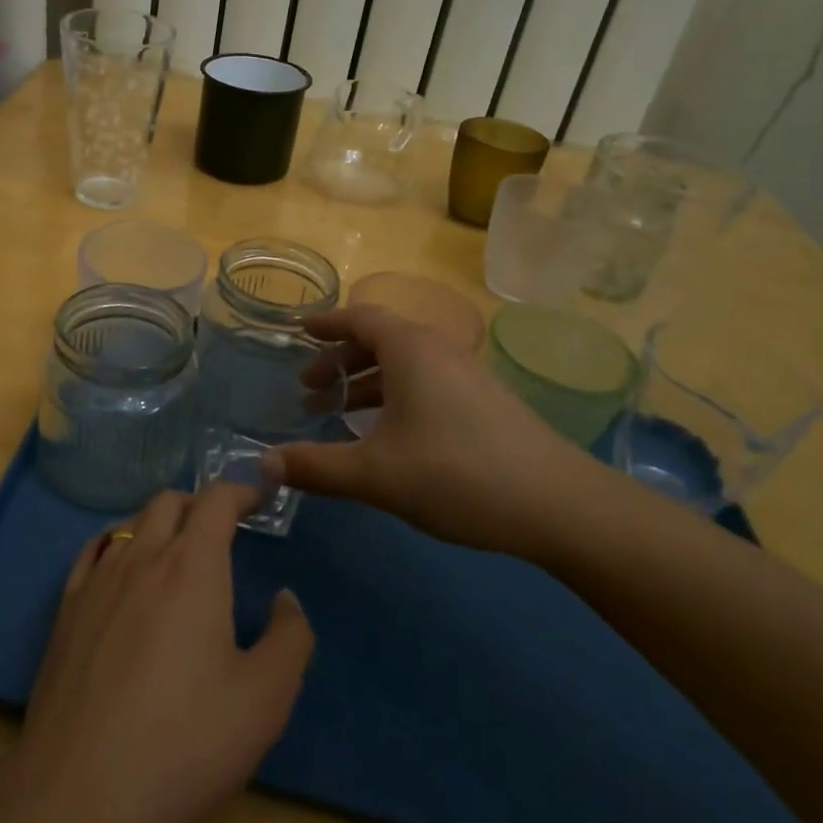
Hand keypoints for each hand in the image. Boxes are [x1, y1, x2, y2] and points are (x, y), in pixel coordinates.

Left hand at [6, 483, 314, 822]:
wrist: (79, 795)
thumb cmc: (184, 744)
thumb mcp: (264, 700)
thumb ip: (289, 639)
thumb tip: (285, 599)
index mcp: (192, 566)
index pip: (216, 499)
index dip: (241, 490)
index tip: (259, 497)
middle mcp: (141, 556)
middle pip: (170, 501)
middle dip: (201, 504)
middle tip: (223, 530)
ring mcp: (97, 580)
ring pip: (130, 522)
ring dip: (160, 522)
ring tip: (177, 552)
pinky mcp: (66, 609)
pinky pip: (93, 551)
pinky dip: (118, 542)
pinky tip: (123, 568)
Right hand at [267, 304, 613, 559]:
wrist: (559, 504)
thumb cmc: (457, 474)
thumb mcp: (376, 474)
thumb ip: (316, 466)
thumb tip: (263, 463)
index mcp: (411, 349)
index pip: (359, 318)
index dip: (325, 323)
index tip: (298, 329)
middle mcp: (439, 350)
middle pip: (379, 340)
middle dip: (339, 361)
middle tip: (309, 390)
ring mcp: (467, 375)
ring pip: (404, 365)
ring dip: (366, 383)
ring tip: (338, 414)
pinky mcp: (484, 402)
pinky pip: (425, 383)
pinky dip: (394, 396)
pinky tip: (386, 434)